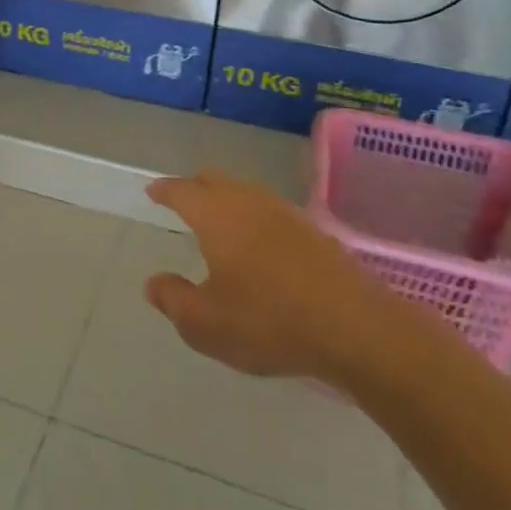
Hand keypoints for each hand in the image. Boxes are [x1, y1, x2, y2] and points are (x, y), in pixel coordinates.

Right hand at [144, 170, 402, 383]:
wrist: (357, 329)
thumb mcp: (205, 324)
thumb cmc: (269, 322)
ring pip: (247, 192)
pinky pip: (272, 212)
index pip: (182, 190)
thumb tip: (154, 282)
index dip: (164, 191)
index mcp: (216, 215)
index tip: (153, 192)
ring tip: (220, 223)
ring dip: (228, 201)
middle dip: (195, 187)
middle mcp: (249, 202)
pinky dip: (255, 218)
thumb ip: (173, 300)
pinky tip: (260, 246)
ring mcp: (286, 213)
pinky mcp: (315, 232)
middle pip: (215, 180)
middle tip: (183, 201)